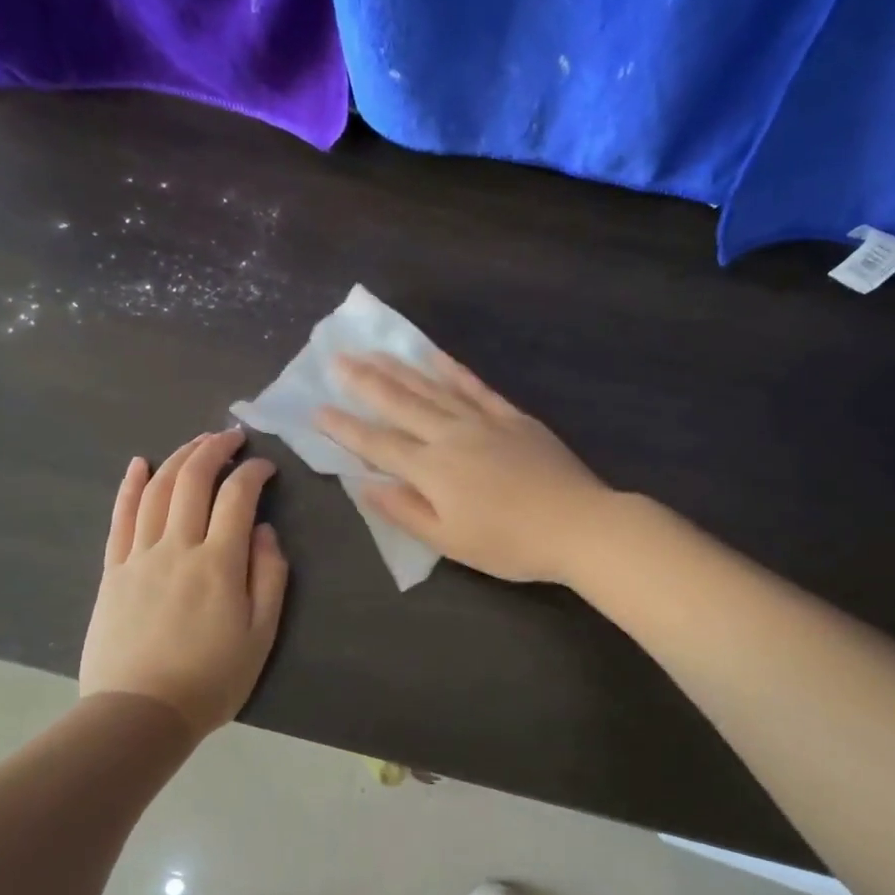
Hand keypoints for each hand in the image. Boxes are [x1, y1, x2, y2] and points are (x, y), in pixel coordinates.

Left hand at [79, 430, 288, 733]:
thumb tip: (265, 530)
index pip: (238, 496)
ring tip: (198, 442)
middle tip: (232, 437)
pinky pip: (120, 518)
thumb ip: (270, 577)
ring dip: (179, 457)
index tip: (266, 466)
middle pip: (193, 480)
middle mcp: (177, 547)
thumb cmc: (210, 680)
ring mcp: (139, 556)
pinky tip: (139, 463)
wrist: (138, 716)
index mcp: (219, 563)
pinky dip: (130, 486)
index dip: (254, 472)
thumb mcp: (261, 635)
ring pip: (157, 490)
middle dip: (215, 449)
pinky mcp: (113, 570)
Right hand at [315, 351, 609, 583]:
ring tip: (374, 350)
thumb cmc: (510, 544)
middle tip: (337, 358)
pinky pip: (474, 386)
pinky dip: (451, 369)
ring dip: (400, 368)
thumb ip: (405, 511)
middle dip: (364, 382)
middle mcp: (450, 435)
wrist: (578, 524)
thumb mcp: (450, 541)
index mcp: (432, 470)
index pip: (377, 444)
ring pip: (432, 388)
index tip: (317, 409)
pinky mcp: (511, 417)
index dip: (345, 428)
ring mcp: (482, 421)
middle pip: (400, 403)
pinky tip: (434, 356)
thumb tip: (365, 485)